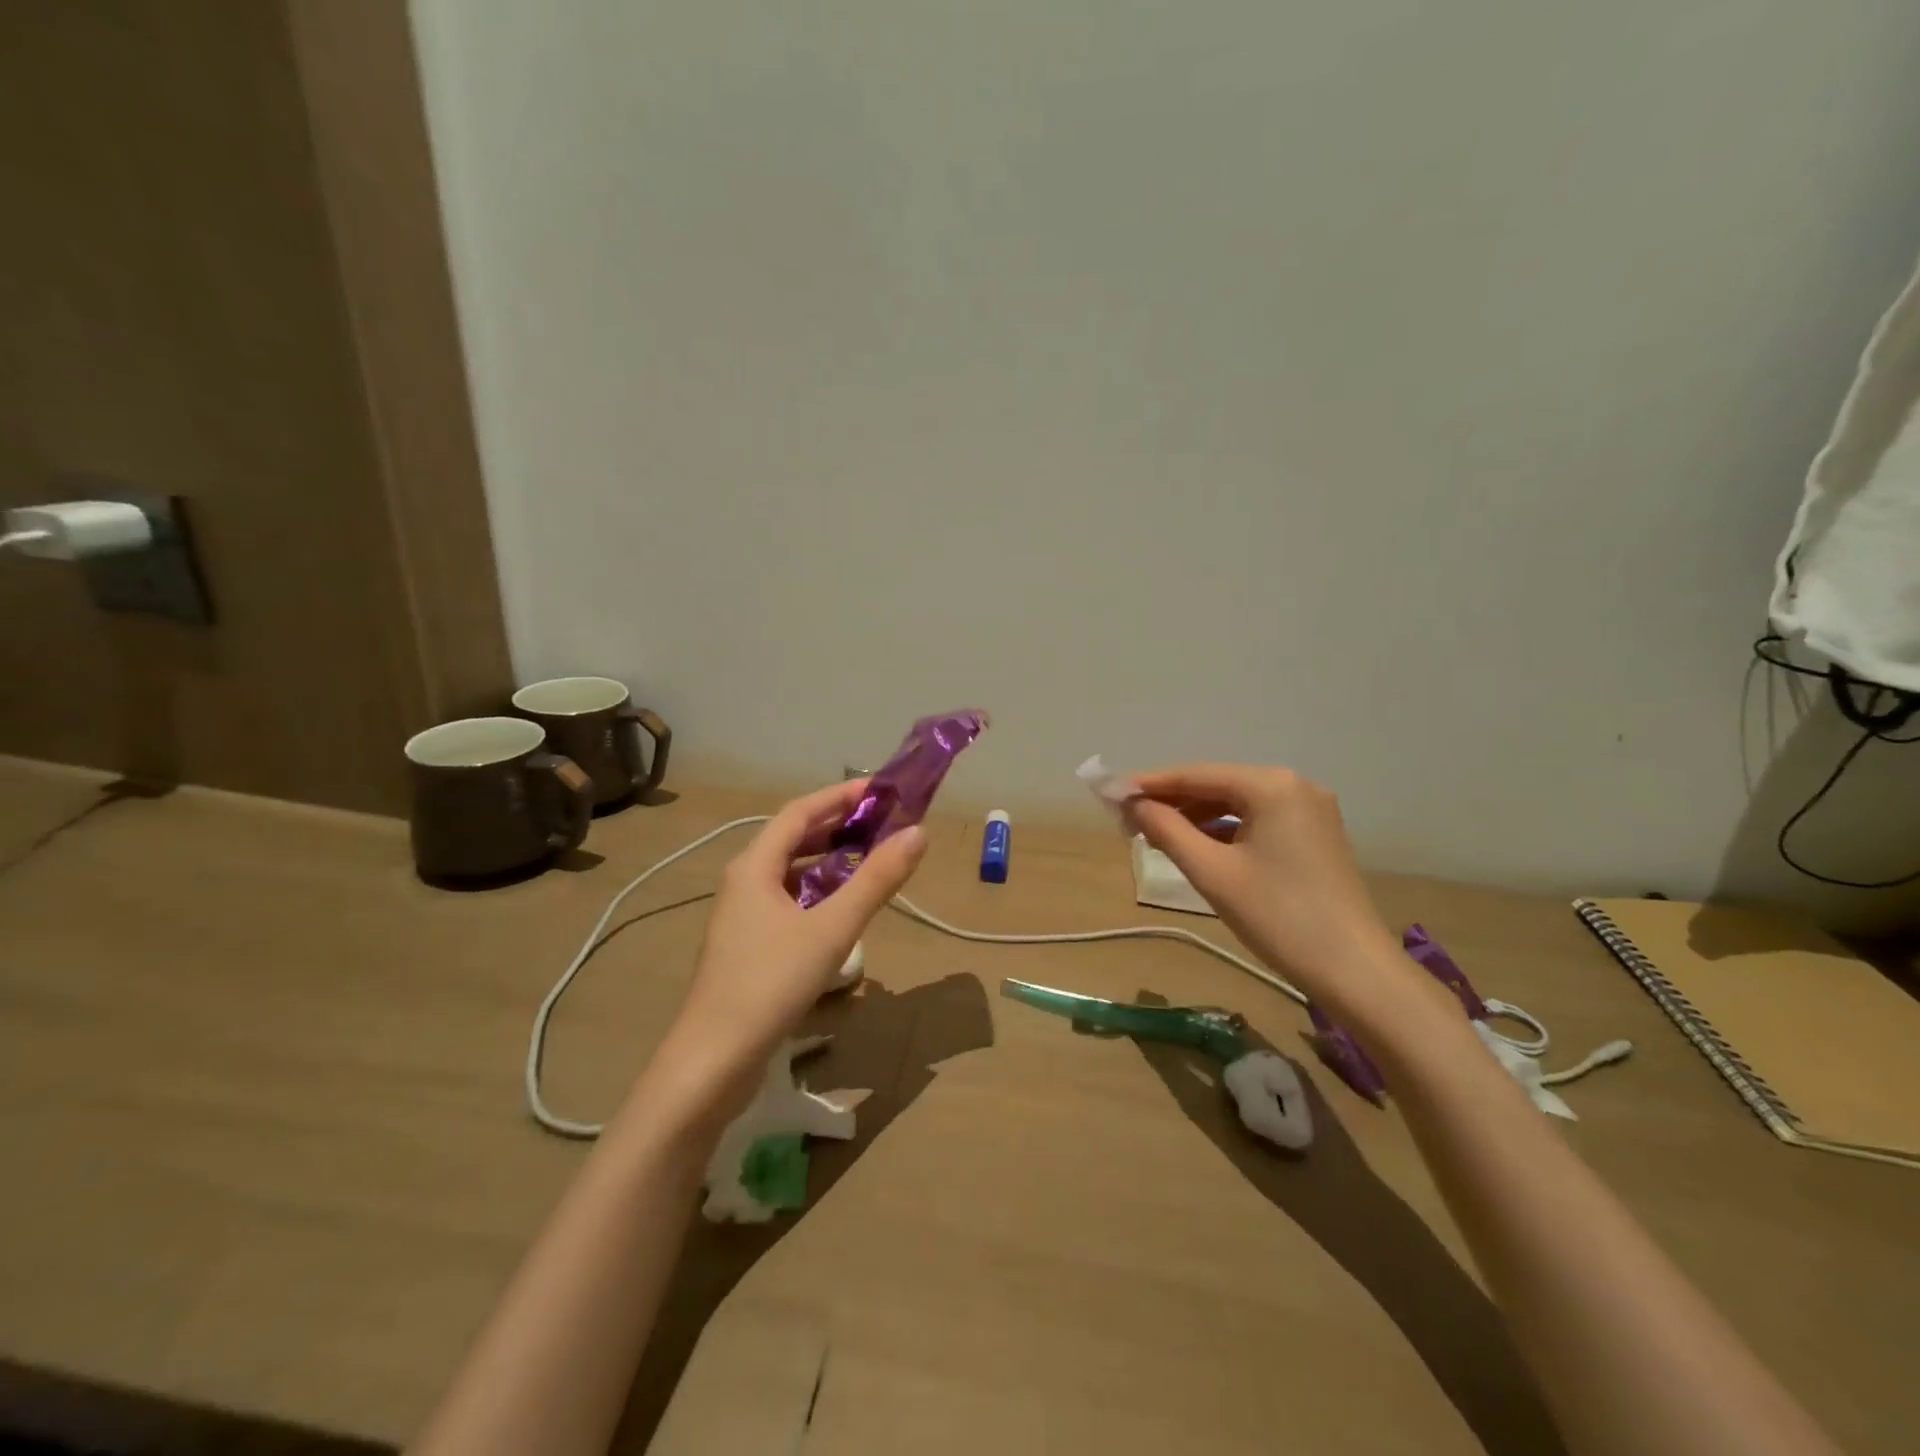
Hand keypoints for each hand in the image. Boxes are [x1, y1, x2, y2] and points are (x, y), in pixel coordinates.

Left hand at [653, 781, 926, 1115]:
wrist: (712, 1061)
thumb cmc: (770, 984)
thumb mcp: (832, 929)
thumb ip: (876, 881)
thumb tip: (918, 833)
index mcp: (754, 866)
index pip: (800, 812)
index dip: (840, 796)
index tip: (880, 790)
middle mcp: (744, 881)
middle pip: (793, 839)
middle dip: (838, 826)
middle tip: (882, 823)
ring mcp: (742, 915)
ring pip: (790, 872)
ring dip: (828, 860)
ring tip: (869, 860)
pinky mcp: (748, 945)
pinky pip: (788, 901)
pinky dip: (818, 893)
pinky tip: (841, 910)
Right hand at [1124, 763, 1399, 1007]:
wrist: (1354, 971)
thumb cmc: (1278, 916)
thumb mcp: (1212, 872)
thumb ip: (1167, 830)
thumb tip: (1132, 804)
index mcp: (1272, 785)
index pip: (1197, 775)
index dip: (1151, 785)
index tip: (1112, 794)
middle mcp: (1294, 785)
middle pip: (1218, 786)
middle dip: (1173, 802)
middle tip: (1129, 821)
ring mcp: (1309, 810)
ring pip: (1237, 804)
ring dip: (1196, 818)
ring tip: (1156, 837)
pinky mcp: (1315, 835)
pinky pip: (1257, 821)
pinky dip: (1224, 831)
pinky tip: (1198, 847)